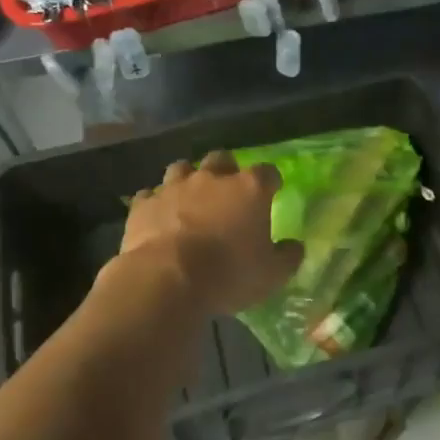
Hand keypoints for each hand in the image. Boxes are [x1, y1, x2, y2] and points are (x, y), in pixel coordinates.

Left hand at [117, 151, 302, 315]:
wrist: (167, 280)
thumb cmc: (229, 274)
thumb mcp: (272, 274)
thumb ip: (287, 256)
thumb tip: (294, 246)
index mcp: (250, 189)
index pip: (268, 172)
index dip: (271, 181)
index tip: (272, 192)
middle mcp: (213, 178)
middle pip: (222, 159)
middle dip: (226, 171)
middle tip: (227, 192)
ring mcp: (175, 187)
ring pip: (182, 168)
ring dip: (188, 179)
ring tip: (189, 199)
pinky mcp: (144, 204)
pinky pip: (150, 195)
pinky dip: (156, 203)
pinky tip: (158, 217)